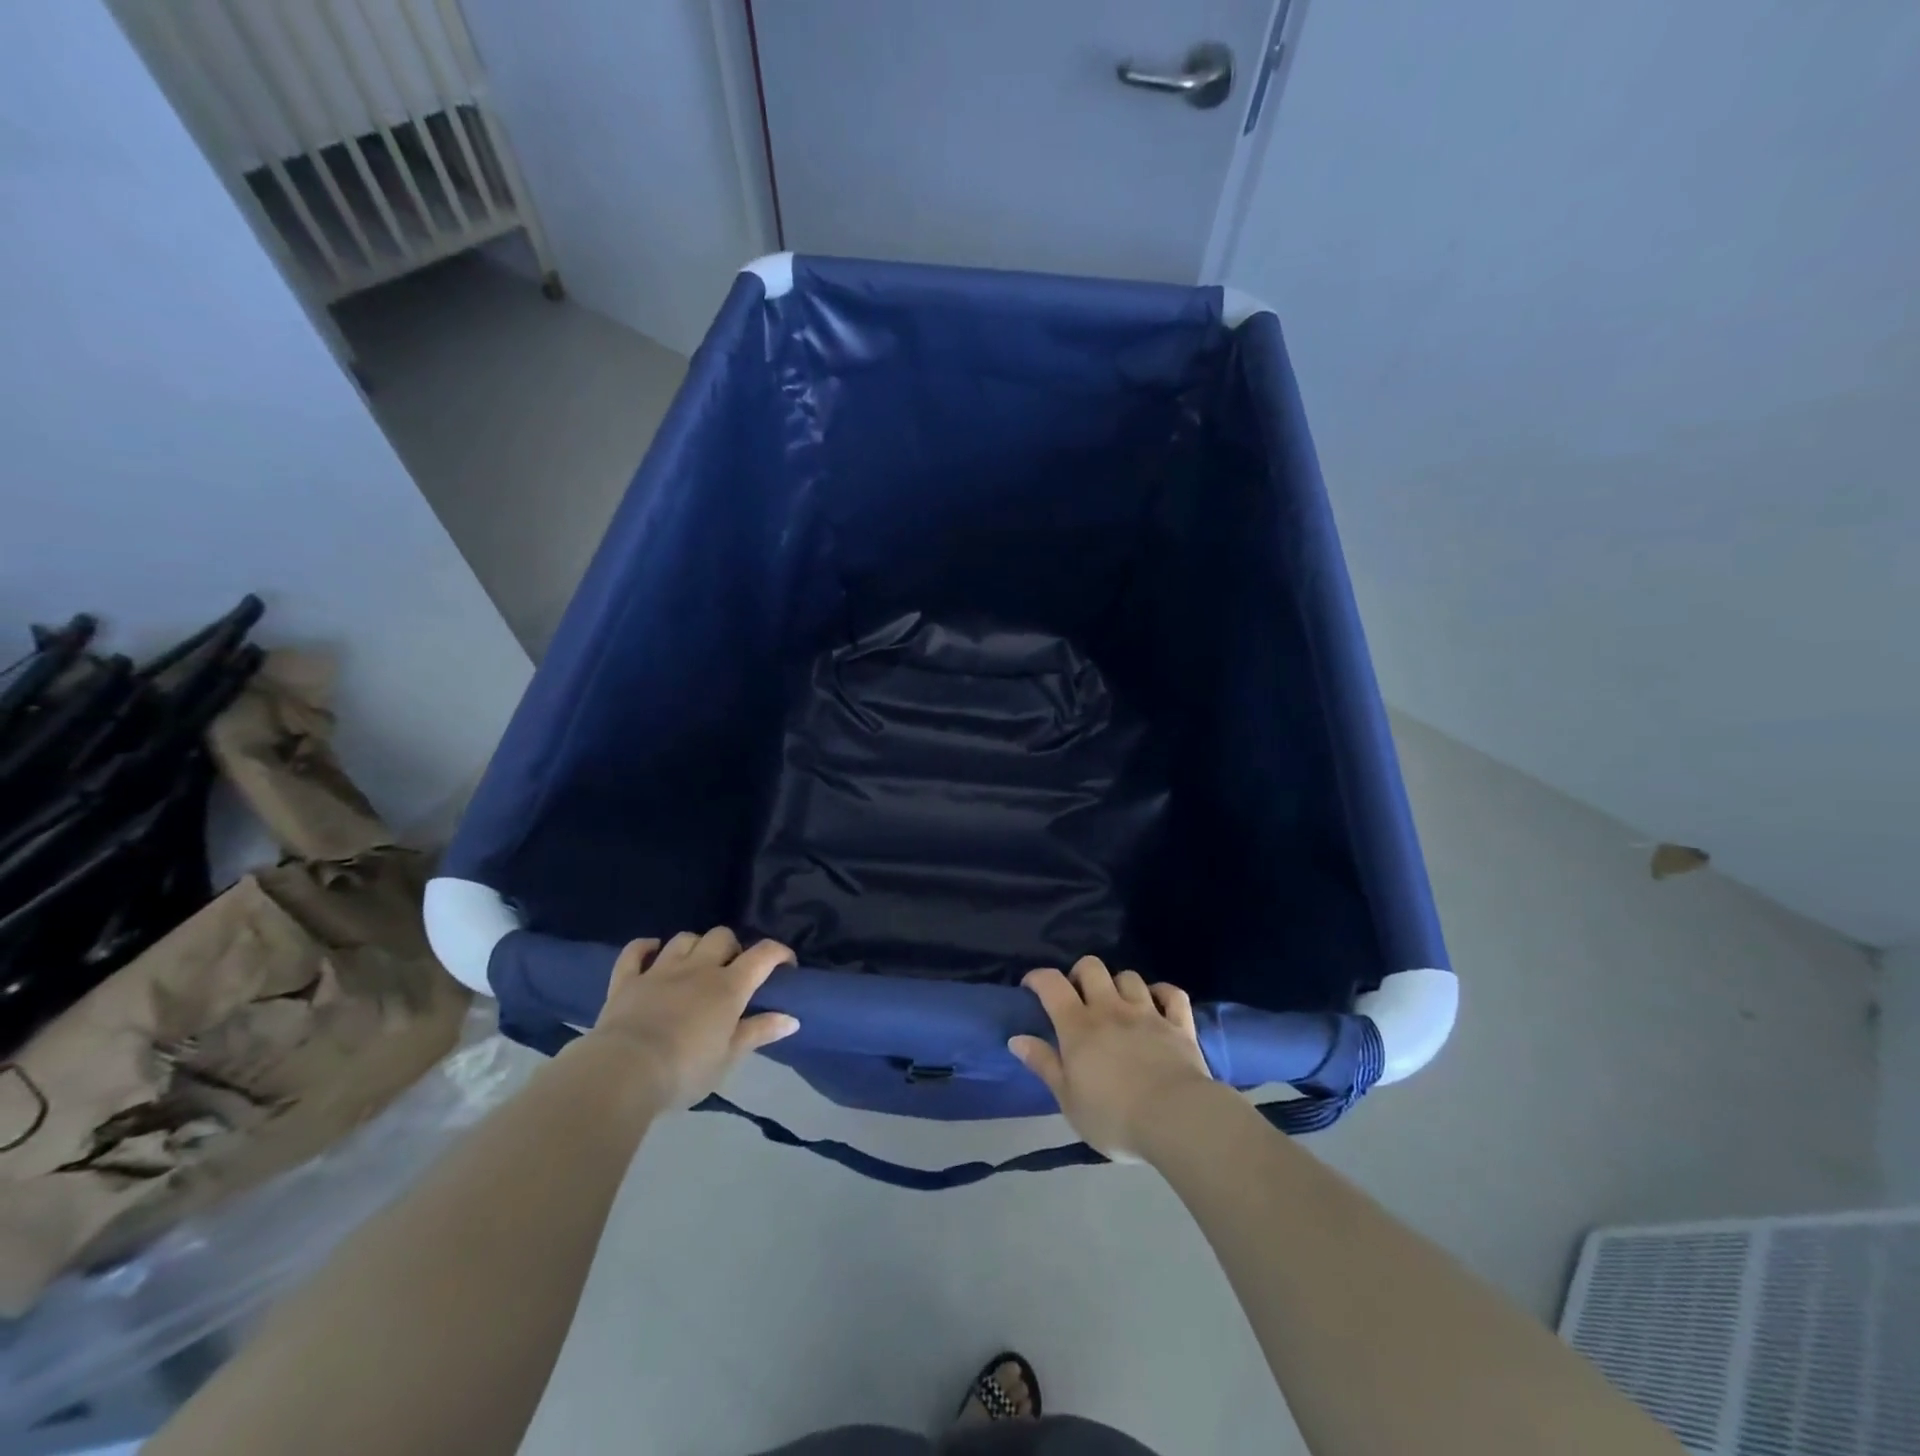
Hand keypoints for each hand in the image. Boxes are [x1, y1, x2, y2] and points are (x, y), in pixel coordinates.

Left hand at [576, 928, 798, 1110]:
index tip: (787, 965)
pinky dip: (644, 947)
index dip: (779, 953)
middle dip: (733, 947)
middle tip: (733, 972)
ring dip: (695, 946)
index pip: (763, 955)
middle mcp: (698, 969)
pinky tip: (651, 950)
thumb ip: (759, 1032)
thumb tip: (792, 1019)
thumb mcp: (728, 1058)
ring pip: (684, 939)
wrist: (623, 1073)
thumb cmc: (685, 1070)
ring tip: (696, 964)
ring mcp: (660, 970)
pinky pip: (635, 951)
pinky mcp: (626, 980)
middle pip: (722, 936)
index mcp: (728, 987)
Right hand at [1008, 956, 1215, 1160]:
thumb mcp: (1068, 1099)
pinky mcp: (1179, 1025)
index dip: (1038, 978)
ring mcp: (1148, 1013)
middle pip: (1092, 967)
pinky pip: (1172, 994)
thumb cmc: (1113, 1116)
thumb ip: (1044, 1064)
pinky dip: (1163, 993)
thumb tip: (1016, 1038)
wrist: (1175, 1119)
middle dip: (1080, 974)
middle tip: (1078, 996)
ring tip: (1117, 1003)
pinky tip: (1158, 1003)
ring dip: (1119, 984)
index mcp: (1079, 1026)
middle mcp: (1111, 1009)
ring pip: (1130, 977)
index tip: (1031, 987)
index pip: (1052, 985)